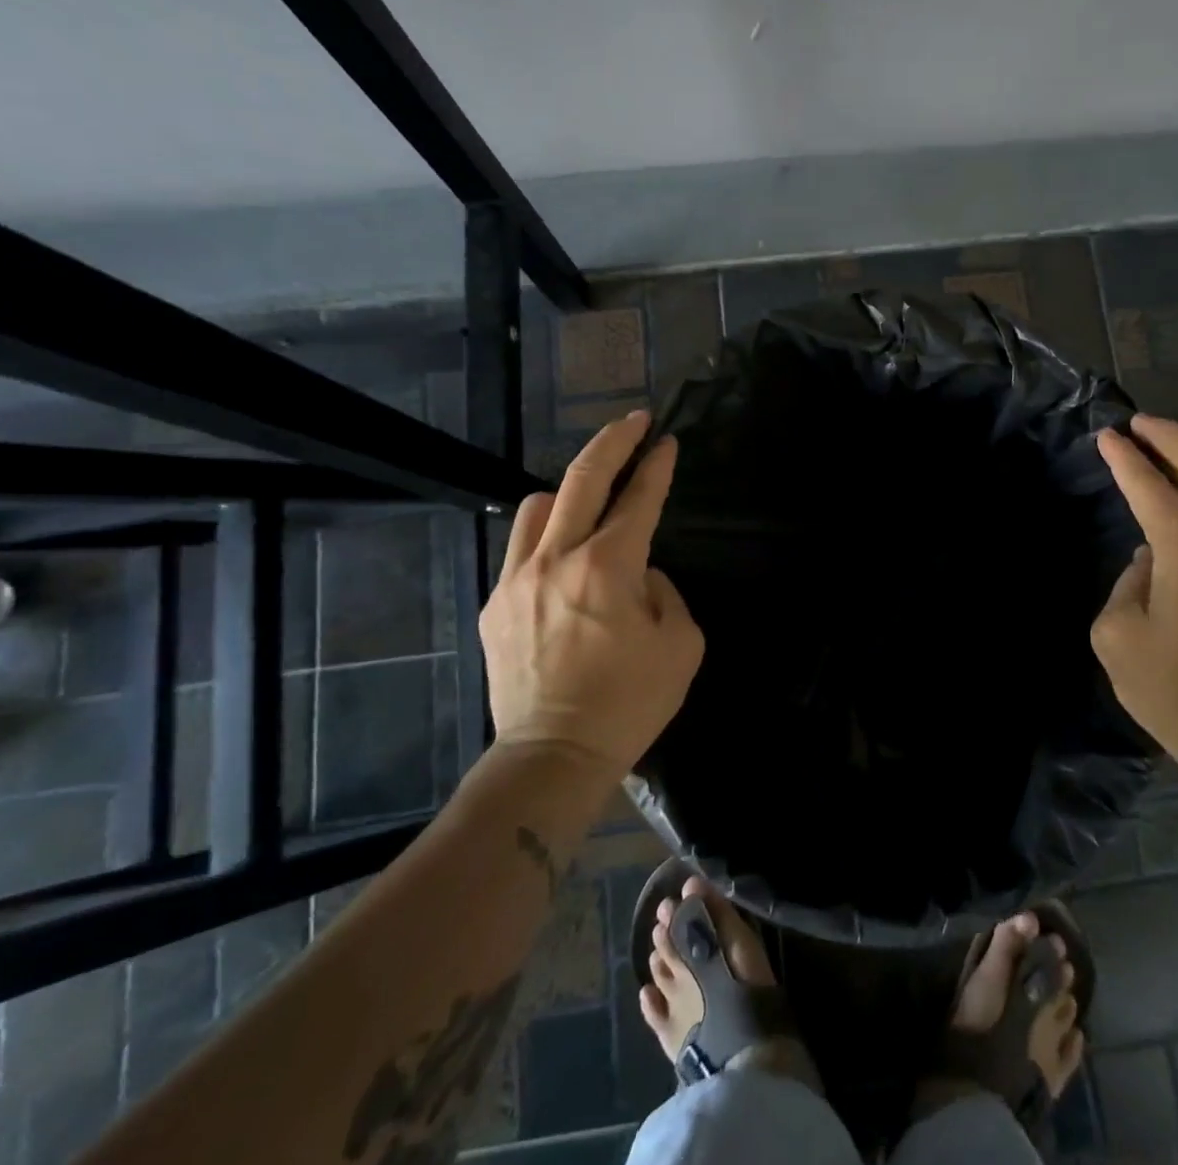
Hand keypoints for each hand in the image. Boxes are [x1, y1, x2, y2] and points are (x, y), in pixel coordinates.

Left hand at [479, 411, 703, 774]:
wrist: (553, 755)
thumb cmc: (629, 703)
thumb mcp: (682, 645)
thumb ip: (666, 592)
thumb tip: (640, 573)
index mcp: (609, 568)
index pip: (638, 498)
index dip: (656, 465)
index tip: (665, 441)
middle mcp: (558, 559)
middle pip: (582, 478)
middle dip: (612, 441)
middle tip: (633, 422)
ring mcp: (518, 579)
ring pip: (539, 504)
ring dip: (572, 490)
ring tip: (593, 501)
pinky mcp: (495, 603)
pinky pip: (521, 547)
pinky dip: (548, 535)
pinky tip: (564, 557)